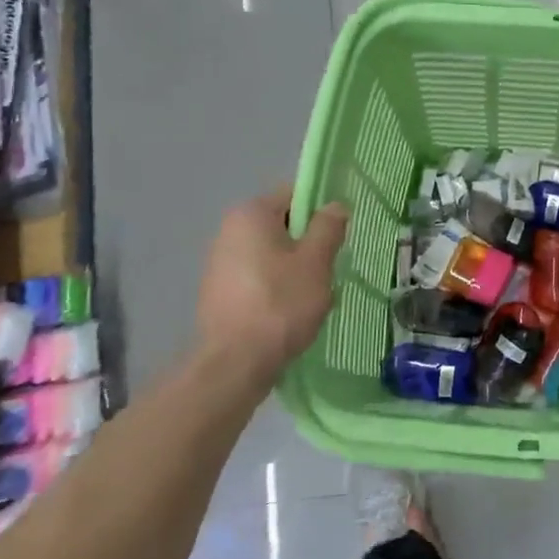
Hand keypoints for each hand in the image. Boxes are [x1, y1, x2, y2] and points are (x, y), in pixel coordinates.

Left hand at [196, 186, 349, 392]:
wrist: (235, 364)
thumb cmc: (281, 303)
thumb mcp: (316, 262)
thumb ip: (328, 228)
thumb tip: (335, 205)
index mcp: (250, 215)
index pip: (294, 195)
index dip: (321, 211)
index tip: (340, 234)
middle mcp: (228, 231)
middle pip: (281, 225)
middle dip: (308, 242)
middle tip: (330, 266)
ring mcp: (219, 264)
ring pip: (271, 253)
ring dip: (294, 267)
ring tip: (313, 293)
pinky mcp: (218, 293)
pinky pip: (257, 277)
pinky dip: (276, 286)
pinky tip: (290, 310)